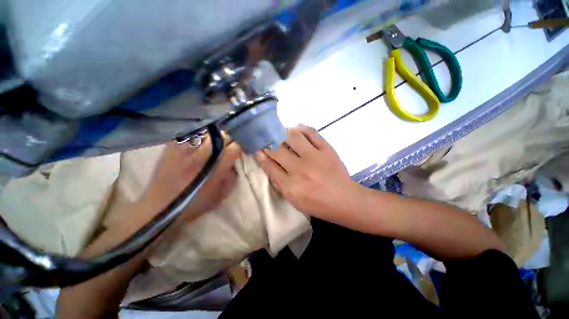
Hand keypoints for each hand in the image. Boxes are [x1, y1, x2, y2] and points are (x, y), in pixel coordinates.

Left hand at [139, 136, 240, 224]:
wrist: (162, 207)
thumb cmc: (196, 203)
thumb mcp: (222, 194)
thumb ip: (233, 176)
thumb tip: (235, 162)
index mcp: (217, 167)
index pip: (234, 147)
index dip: (238, 148)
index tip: (237, 152)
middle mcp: (202, 154)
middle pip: (223, 136)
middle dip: (228, 141)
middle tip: (225, 149)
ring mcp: (186, 148)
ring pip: (208, 133)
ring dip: (213, 139)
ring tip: (211, 146)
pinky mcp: (172, 145)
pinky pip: (191, 135)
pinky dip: (197, 138)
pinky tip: (196, 146)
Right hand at [256, 125, 359, 218]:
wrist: (345, 200)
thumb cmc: (318, 204)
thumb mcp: (294, 200)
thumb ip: (279, 182)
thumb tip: (268, 163)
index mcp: (290, 186)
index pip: (269, 165)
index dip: (260, 155)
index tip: (256, 148)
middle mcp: (300, 169)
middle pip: (276, 149)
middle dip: (267, 142)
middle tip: (264, 138)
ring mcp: (314, 157)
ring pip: (292, 136)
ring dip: (282, 132)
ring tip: (280, 133)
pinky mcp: (326, 149)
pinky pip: (311, 132)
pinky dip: (301, 128)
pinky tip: (296, 129)